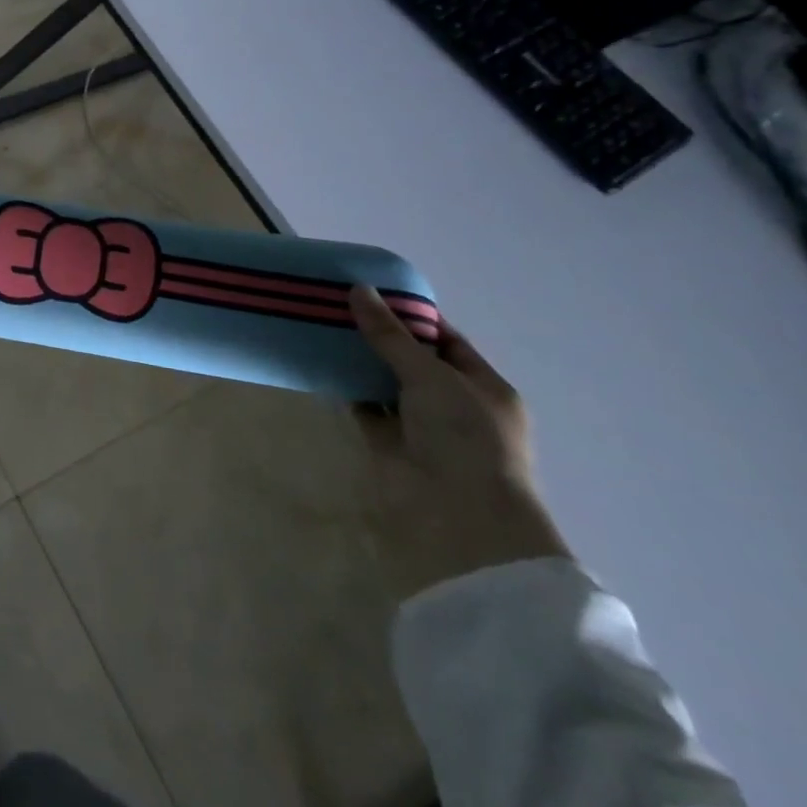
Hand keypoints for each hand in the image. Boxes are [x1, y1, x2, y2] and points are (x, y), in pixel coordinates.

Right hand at [349, 286, 571, 600]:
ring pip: (388, 386)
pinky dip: (350, 392)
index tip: (372, 294)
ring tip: (323, 330)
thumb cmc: (464, 437)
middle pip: (413, 362)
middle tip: (338, 308)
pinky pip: (368, 410)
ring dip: (361, 365)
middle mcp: (456, 406)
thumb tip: (358, 290)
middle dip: (380, 338)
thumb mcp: (430, 375)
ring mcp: (425, 429)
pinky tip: (323, 368)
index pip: (446, 341)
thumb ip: (391, 335)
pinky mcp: (394, 447)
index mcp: (483, 387)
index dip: (412, 317)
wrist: (459, 516)